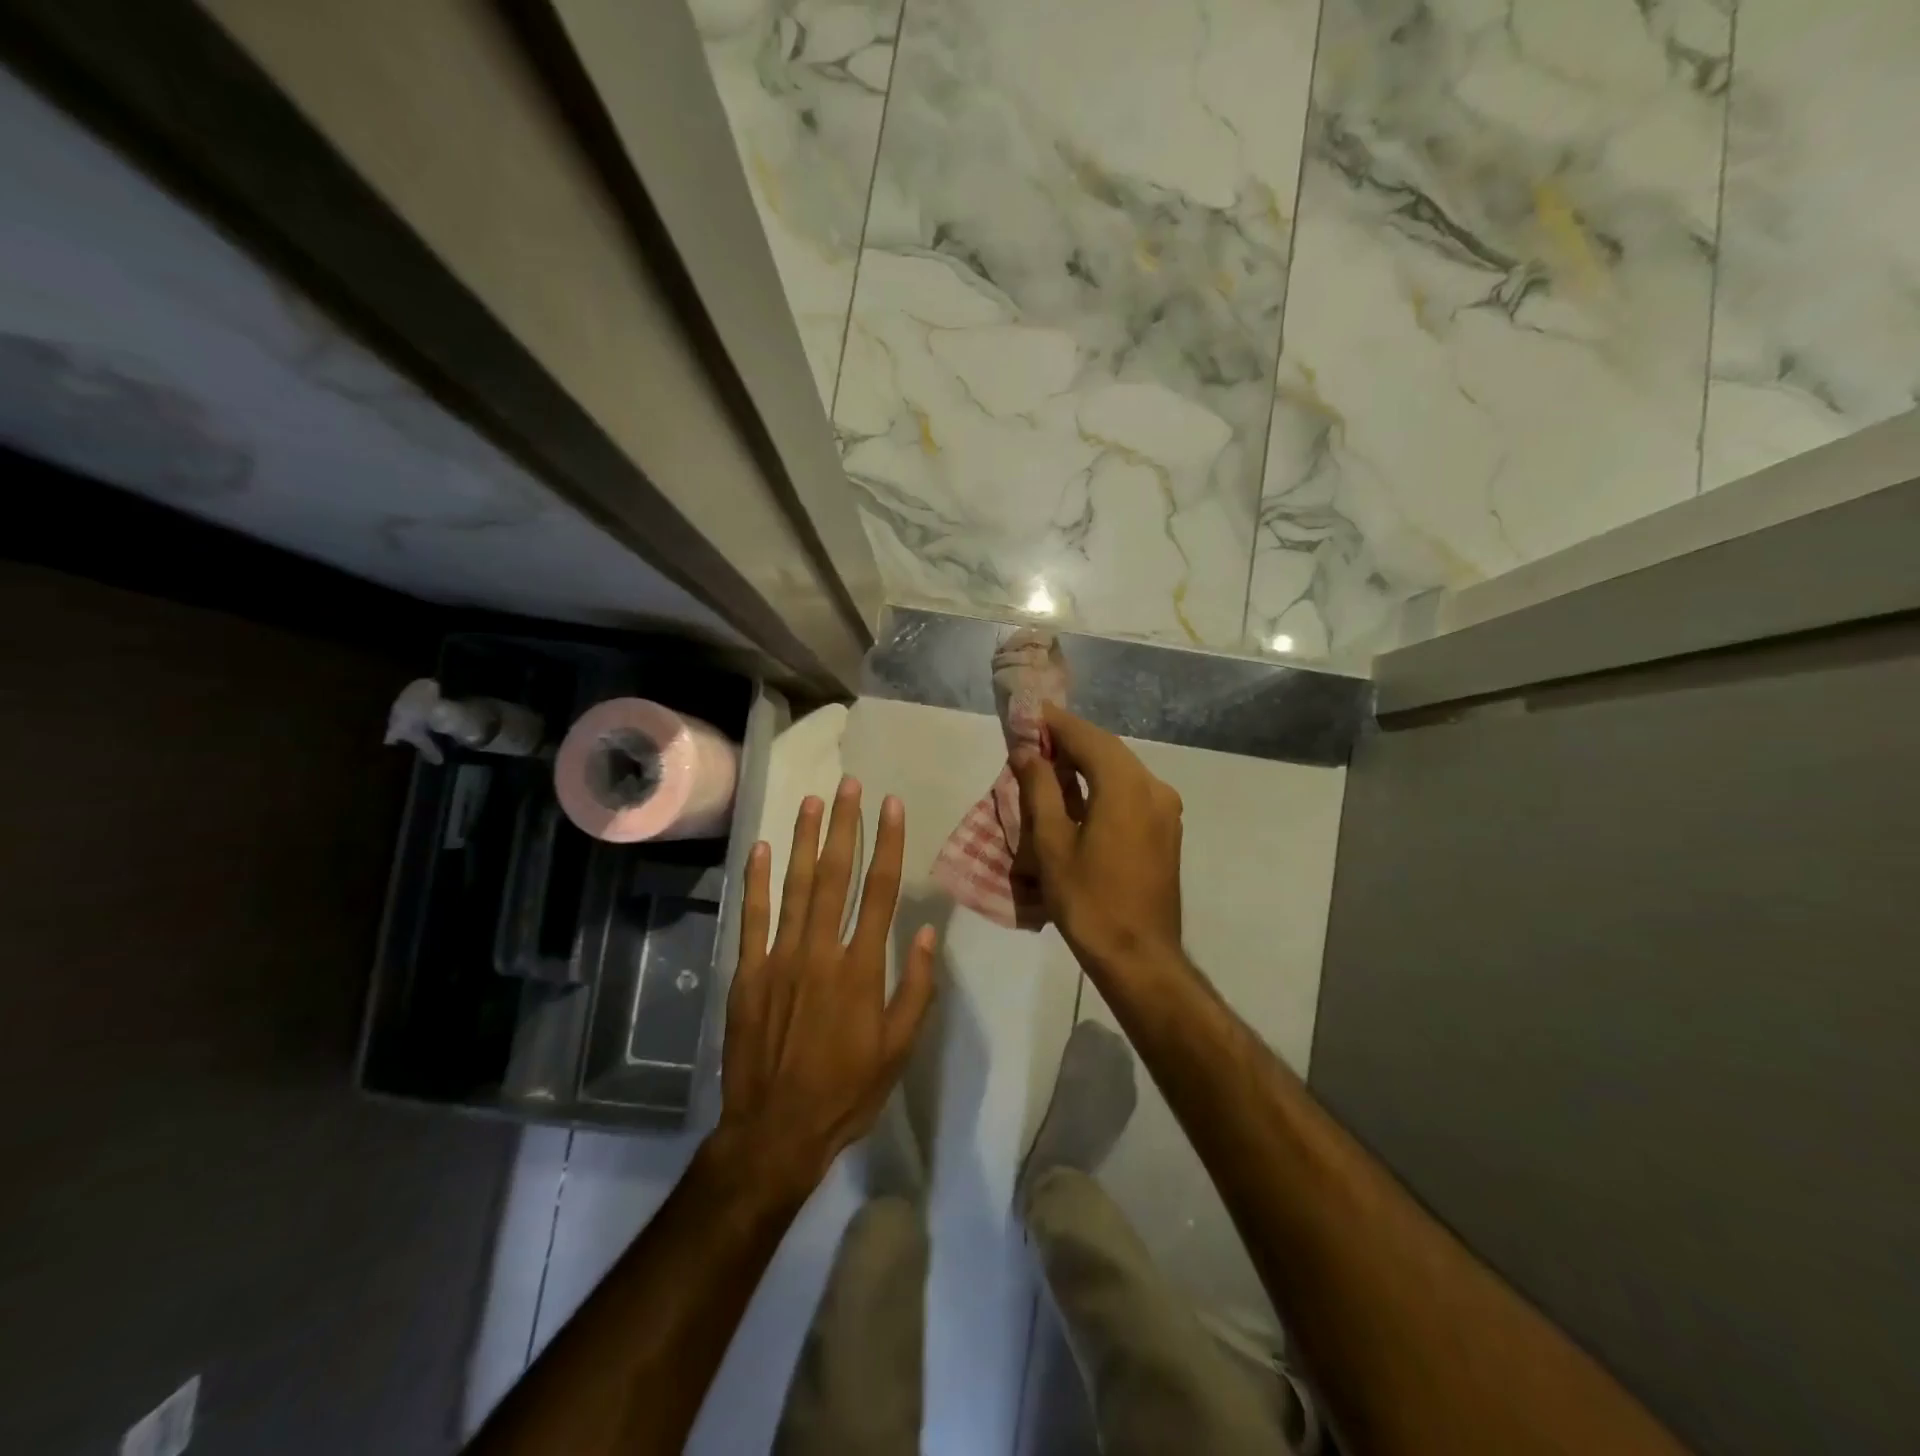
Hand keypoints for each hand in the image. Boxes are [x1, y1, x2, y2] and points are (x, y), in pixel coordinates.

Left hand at [715, 778, 936, 1201]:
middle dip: (844, 825)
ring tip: (811, 801)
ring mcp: (780, 958)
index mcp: (861, 968)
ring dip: (803, 840)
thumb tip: (923, 931)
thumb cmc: (846, 1091)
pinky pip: (753, 917)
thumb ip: (914, 987)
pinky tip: (760, 849)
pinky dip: (756, 881)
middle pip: (835, 875)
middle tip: (848, 785)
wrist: (775, 1130)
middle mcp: (821, 950)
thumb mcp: (898, 1049)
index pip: (880, 891)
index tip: (891, 806)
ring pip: (794, 886)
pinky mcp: (748, 972)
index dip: (888, 843)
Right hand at [1012, 704, 1184, 976]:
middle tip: (1035, 736)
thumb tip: (1027, 752)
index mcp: (1126, 786)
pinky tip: (1081, 793)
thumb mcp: (1053, 844)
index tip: (1030, 712)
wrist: (1139, 956)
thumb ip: (1040, 790)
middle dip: (1072, 740)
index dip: (1057, 723)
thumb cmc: (1089, 900)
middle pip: (1108, 750)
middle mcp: (1154, 787)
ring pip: (1122, 769)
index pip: (1088, 738)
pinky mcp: (1166, 830)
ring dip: (1088, 761)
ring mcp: (1165, 810)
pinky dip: (1104, 782)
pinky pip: (1132, 790)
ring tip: (1052, 763)